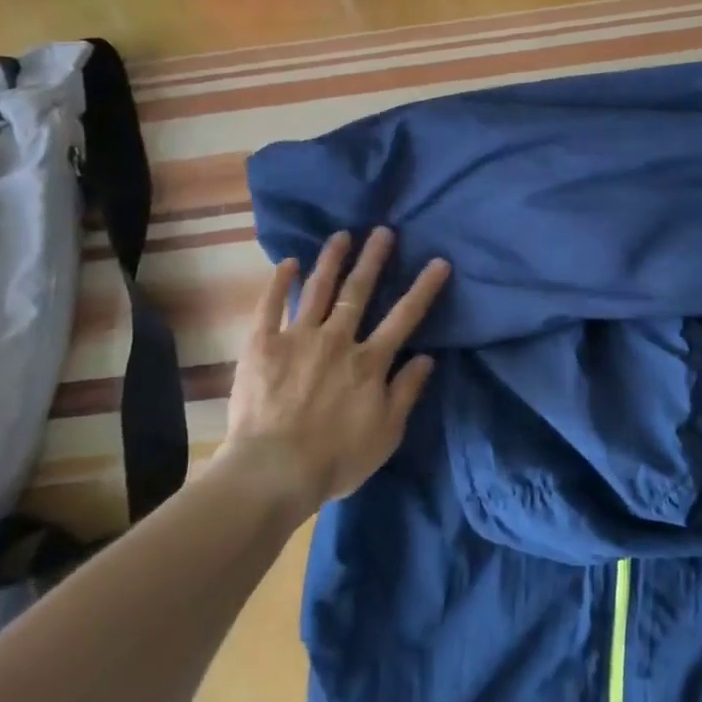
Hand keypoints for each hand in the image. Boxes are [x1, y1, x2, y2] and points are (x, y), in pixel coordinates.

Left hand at [222, 228, 449, 510]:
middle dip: (374, 259)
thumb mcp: (386, 433)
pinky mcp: (262, 345)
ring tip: (341, 235)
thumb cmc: (336, 458)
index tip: (439, 262)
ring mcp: (297, 338)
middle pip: (359, 291)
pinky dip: (279, 283)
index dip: (424, 288)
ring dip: (332, 260)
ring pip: (318, 289)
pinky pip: (270, 306)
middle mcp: (337, 339)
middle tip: (383, 231)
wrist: (273, 470)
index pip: (404, 317)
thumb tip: (427, 358)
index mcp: (369, 361)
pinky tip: (288, 263)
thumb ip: (406, 392)